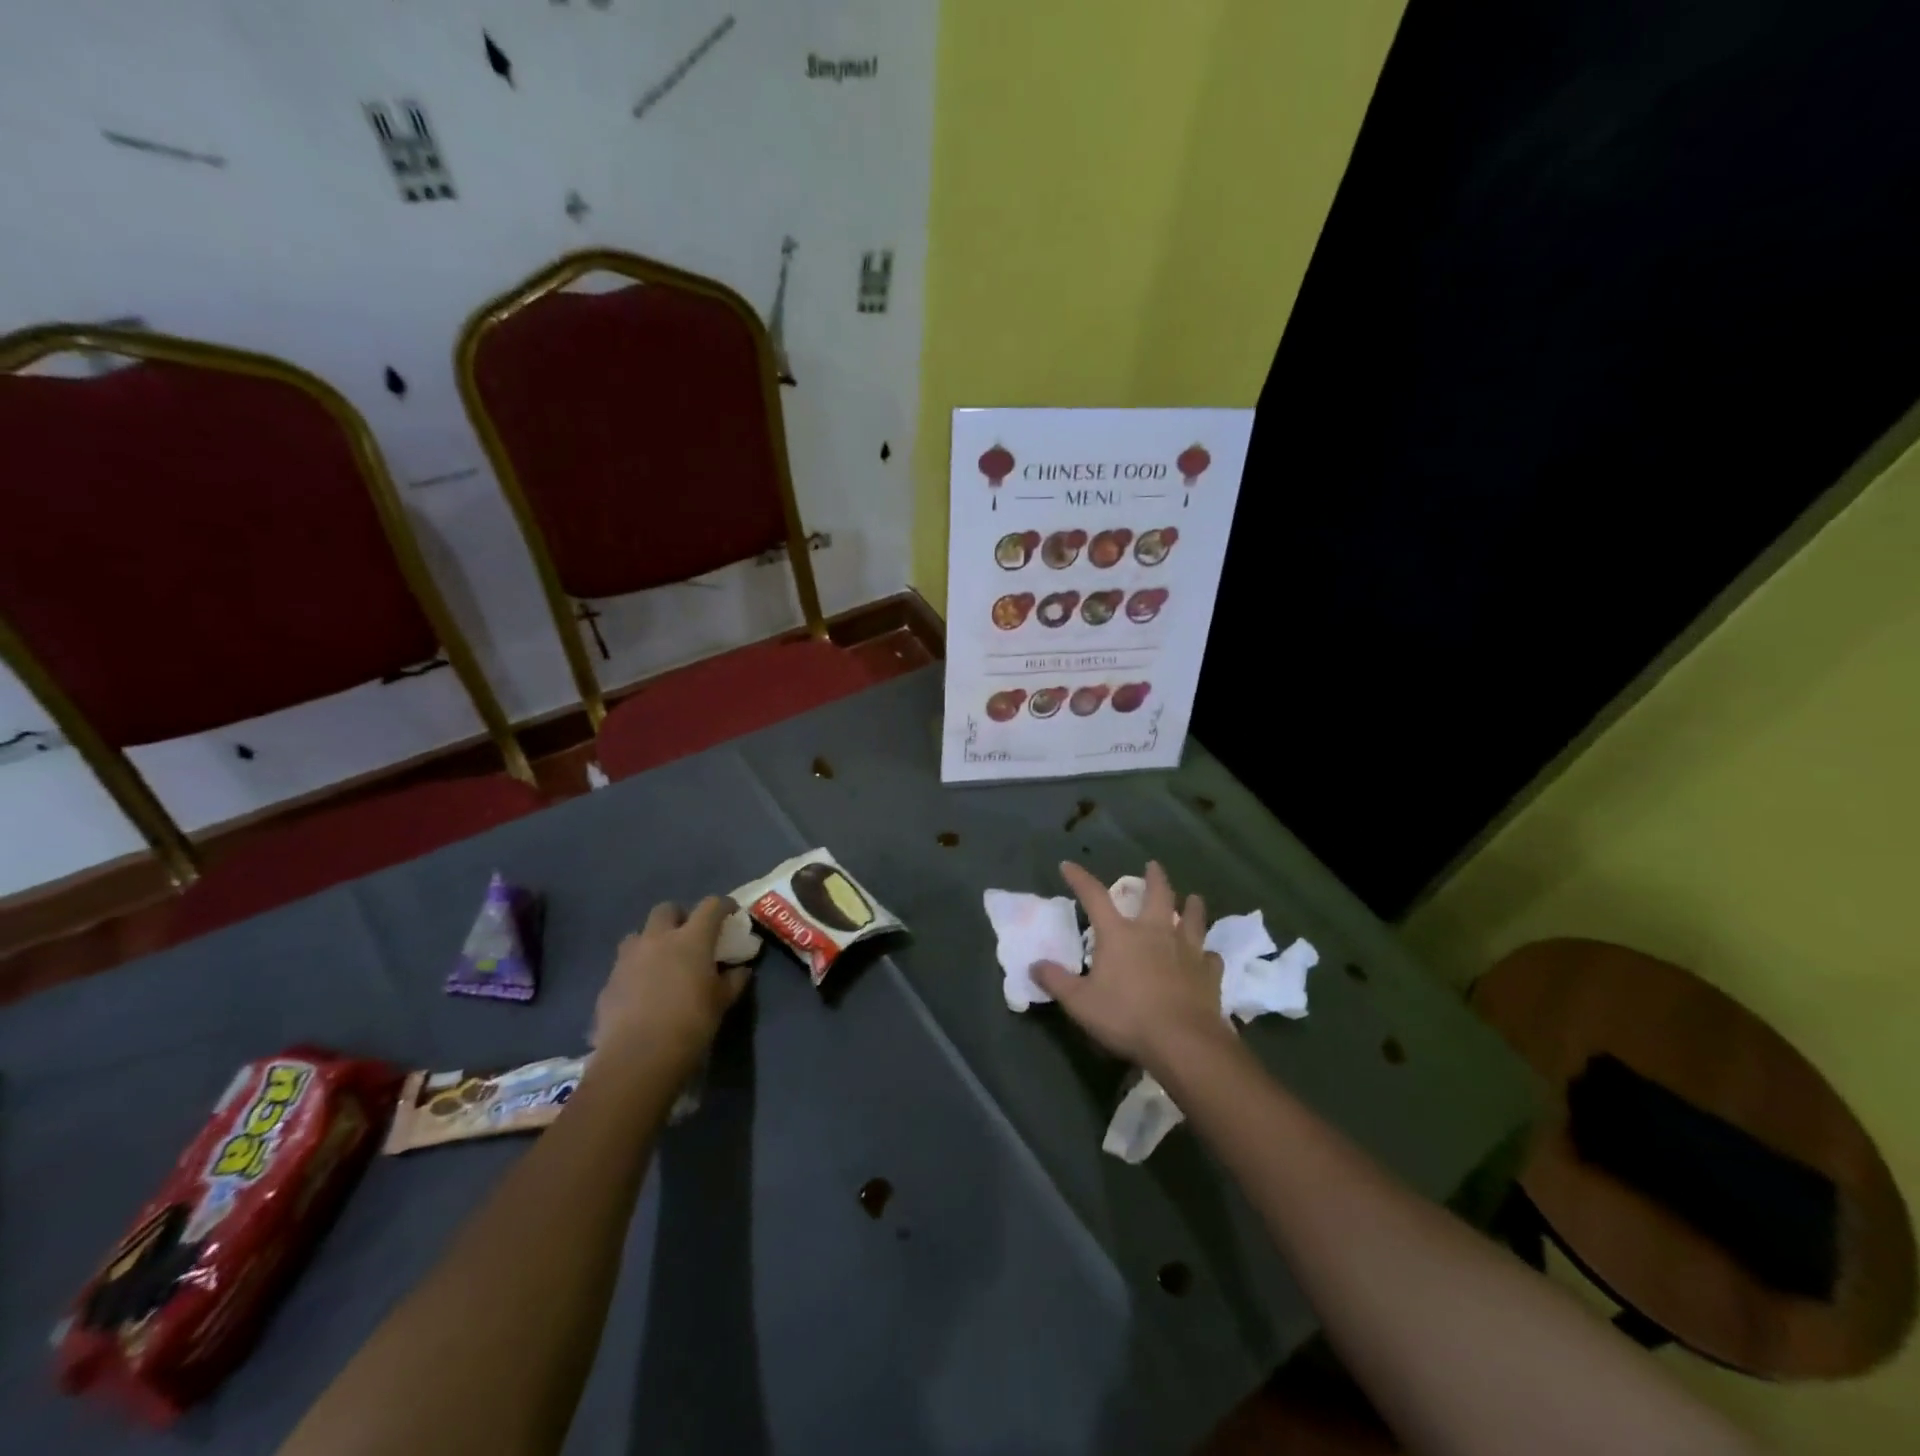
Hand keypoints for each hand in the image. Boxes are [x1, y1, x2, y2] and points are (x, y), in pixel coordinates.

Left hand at [590, 897, 749, 1074]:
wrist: (638, 1058)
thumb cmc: (691, 1024)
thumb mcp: (722, 1002)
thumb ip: (733, 981)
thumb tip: (740, 970)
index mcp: (691, 939)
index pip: (711, 906)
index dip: (723, 905)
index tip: (730, 913)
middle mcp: (657, 939)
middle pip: (667, 909)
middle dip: (679, 916)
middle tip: (689, 936)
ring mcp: (628, 959)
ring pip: (638, 934)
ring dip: (651, 941)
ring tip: (660, 962)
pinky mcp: (609, 982)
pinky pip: (623, 966)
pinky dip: (635, 971)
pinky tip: (642, 993)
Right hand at [1033, 861, 1229, 1073]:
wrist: (1183, 1042)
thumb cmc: (1126, 1017)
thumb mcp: (1080, 1002)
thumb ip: (1056, 981)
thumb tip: (1034, 965)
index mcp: (1120, 935)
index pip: (1095, 897)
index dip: (1080, 879)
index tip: (1068, 865)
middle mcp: (1155, 932)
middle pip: (1158, 895)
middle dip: (1154, 878)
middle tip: (1153, 865)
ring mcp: (1186, 951)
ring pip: (1193, 919)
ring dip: (1192, 907)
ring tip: (1193, 898)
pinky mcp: (1209, 974)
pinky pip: (1211, 957)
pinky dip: (1208, 954)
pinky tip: (1209, 956)